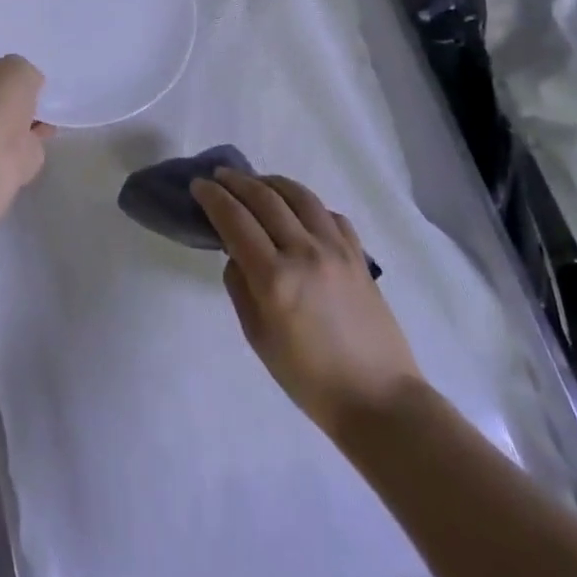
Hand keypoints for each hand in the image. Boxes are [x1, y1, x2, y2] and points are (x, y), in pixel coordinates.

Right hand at [192, 169, 419, 431]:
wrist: (379, 399)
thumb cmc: (308, 379)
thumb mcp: (257, 337)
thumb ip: (240, 286)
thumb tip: (237, 254)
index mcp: (274, 278)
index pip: (234, 219)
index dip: (212, 197)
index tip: (198, 185)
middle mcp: (305, 253)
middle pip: (264, 198)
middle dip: (236, 181)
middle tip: (219, 176)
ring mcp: (337, 249)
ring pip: (299, 195)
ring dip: (271, 182)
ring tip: (255, 182)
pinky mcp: (359, 254)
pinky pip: (329, 213)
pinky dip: (306, 204)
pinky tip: (297, 210)